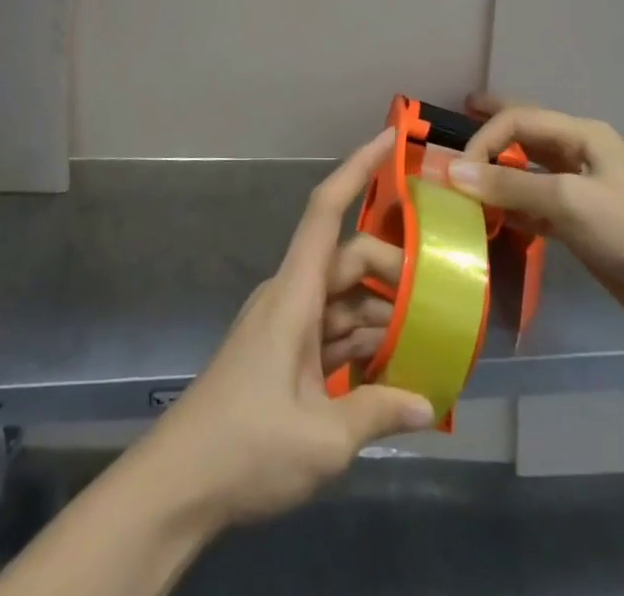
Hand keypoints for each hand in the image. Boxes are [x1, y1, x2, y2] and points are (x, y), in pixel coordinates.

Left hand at [132, 131, 434, 531]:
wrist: (180, 483)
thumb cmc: (247, 447)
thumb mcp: (322, 440)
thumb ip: (378, 411)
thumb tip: (429, 403)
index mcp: (295, 293)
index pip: (327, 210)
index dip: (357, 168)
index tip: (389, 138)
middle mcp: (291, 295)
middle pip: (348, 260)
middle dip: (393, 269)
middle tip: (443, 293)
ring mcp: (286, 325)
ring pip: (344, 299)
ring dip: (383, 312)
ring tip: (432, 335)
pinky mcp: (285, 355)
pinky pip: (332, 331)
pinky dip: (363, 342)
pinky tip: (396, 369)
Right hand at [448, 97, 623, 336]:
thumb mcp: (567, 201)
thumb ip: (509, 184)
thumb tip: (453, 171)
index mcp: (582, 134)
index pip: (519, 119)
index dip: (484, 137)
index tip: (457, 170)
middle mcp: (579, 152)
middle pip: (525, 132)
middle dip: (491, 125)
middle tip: (457, 116)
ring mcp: (581, 187)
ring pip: (528, 168)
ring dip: (497, 171)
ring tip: (465, 173)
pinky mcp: (580, 221)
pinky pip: (535, 202)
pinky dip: (512, 204)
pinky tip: (491, 214)